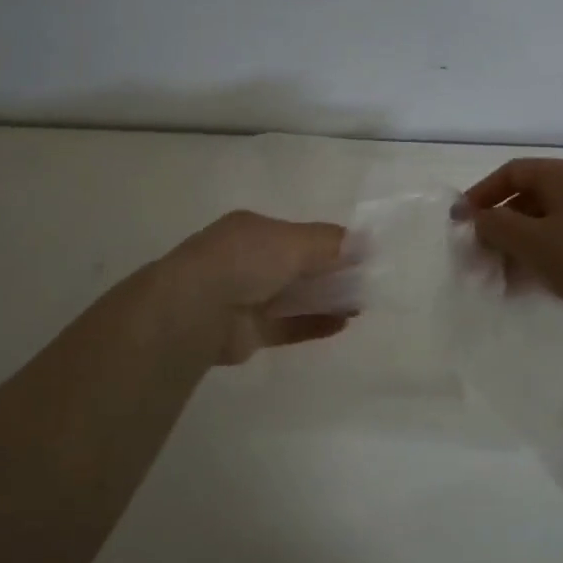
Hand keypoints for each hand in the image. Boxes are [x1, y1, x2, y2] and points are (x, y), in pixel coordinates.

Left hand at [158, 210, 352, 364]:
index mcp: (253, 230)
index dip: (329, 243)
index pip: (298, 234)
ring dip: (326, 299)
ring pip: (294, 296)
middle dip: (330, 272)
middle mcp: (248, 261)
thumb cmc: (245, 261)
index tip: (362, 254)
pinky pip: (289, 325)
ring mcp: (246, 297)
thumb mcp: (293, 241)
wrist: (195, 311)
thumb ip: (330, 243)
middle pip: (298, 265)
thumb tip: (366, 242)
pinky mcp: (249, 332)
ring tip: (361, 304)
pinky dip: (314, 323)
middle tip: (366, 281)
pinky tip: (344, 323)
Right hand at [461, 159, 562, 326]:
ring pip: (540, 226)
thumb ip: (494, 224)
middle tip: (476, 258)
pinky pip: (558, 245)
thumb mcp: (529, 240)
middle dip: (496, 229)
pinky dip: (536, 260)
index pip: (511, 172)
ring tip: (495, 279)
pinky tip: (521, 287)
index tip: (461, 222)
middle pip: (525, 200)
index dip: (481, 194)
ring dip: (513, 249)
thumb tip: (476, 217)